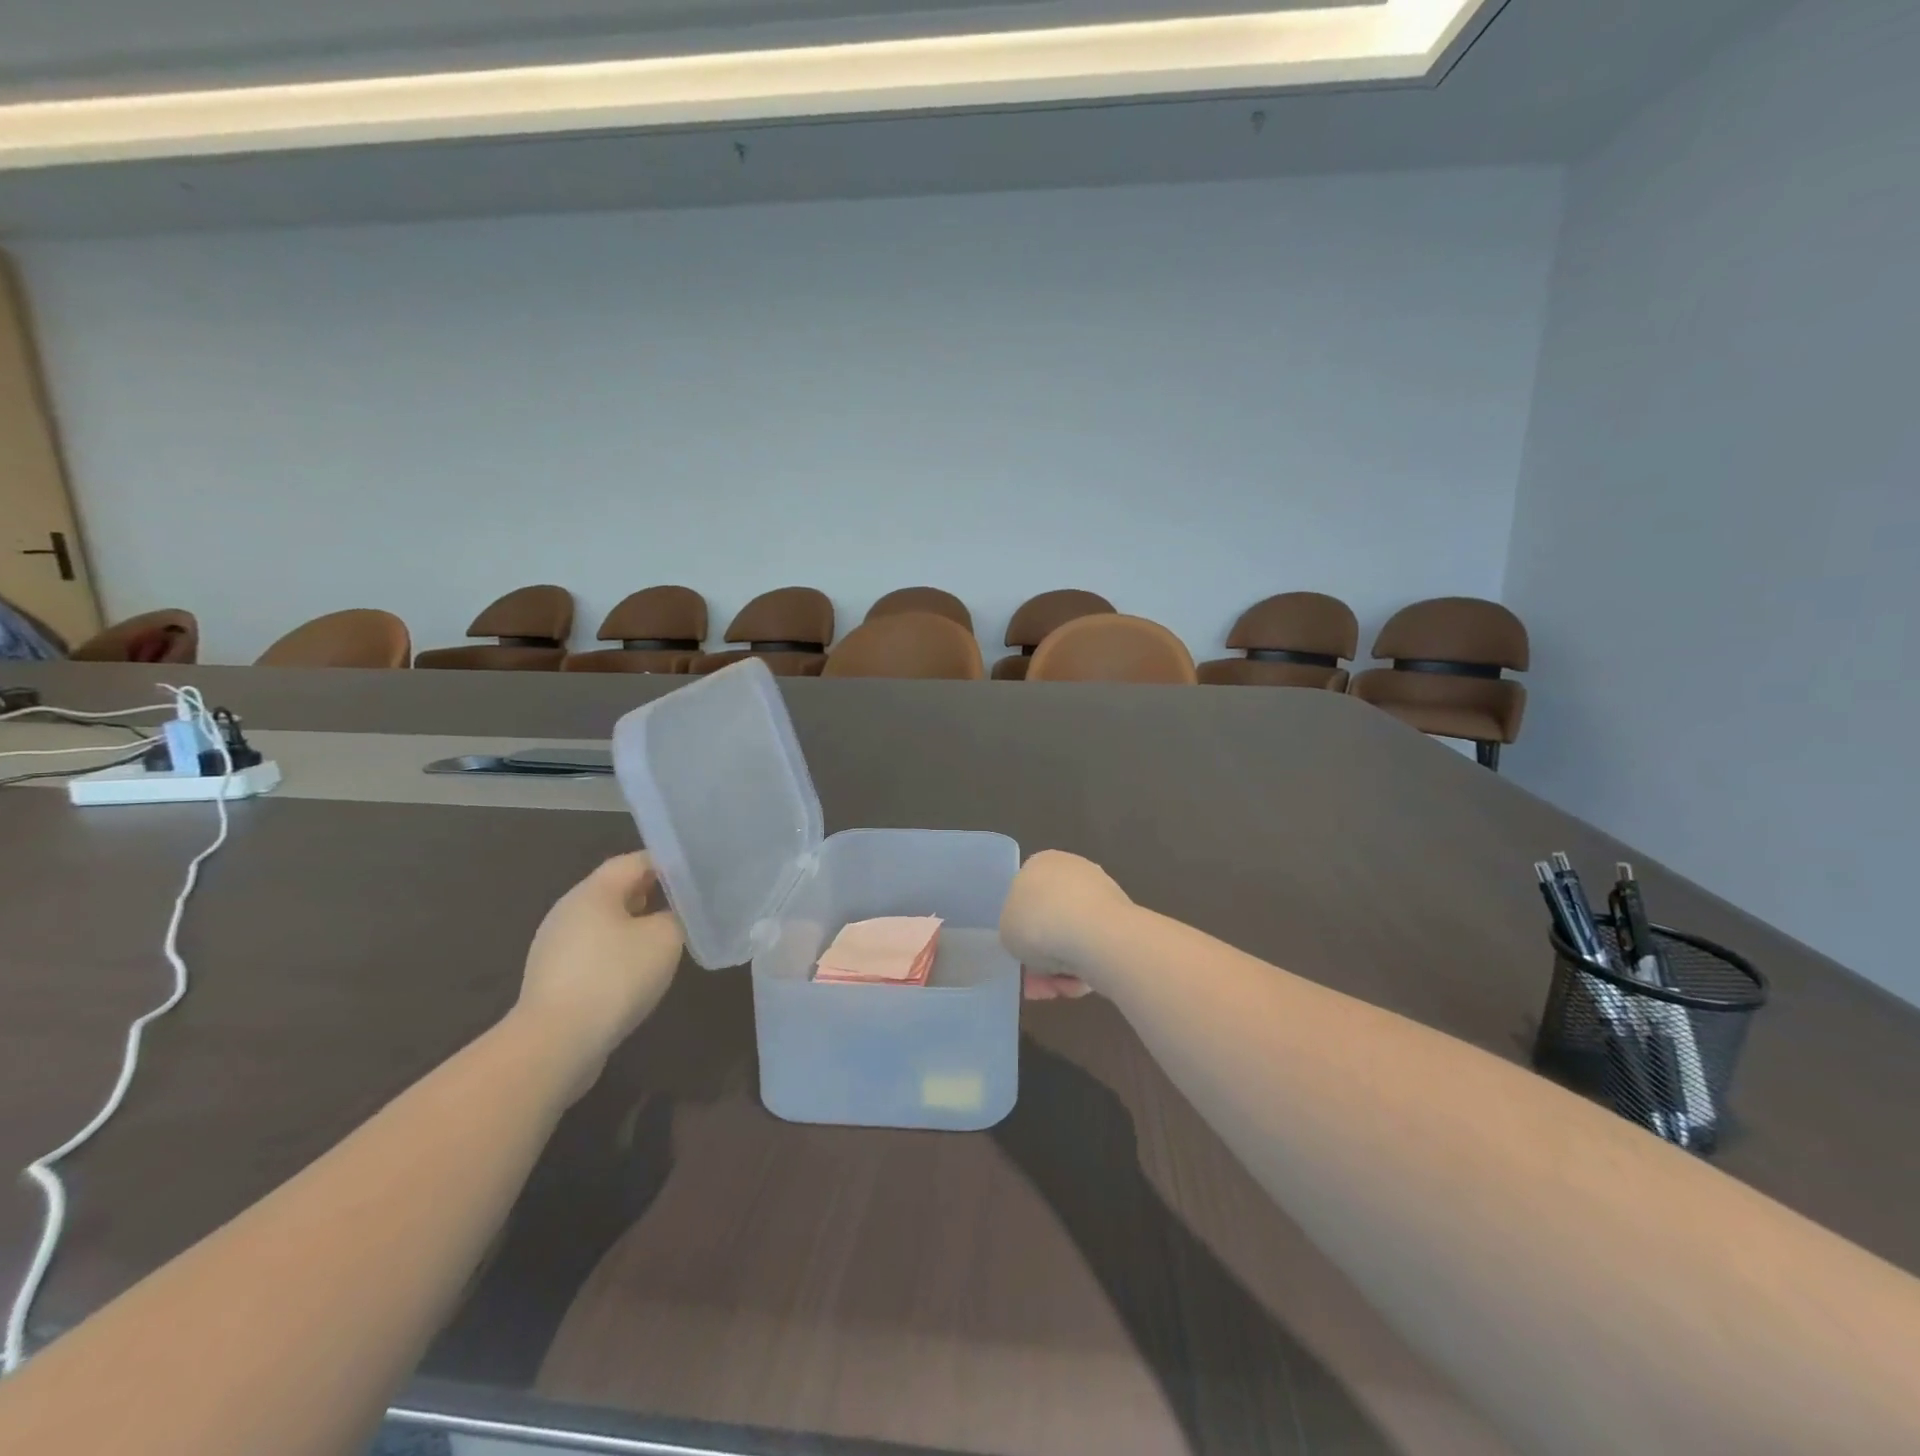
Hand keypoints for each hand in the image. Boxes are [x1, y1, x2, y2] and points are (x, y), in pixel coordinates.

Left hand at [512, 853, 684, 1096]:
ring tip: (664, 942)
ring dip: (633, 927)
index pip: (634, 861)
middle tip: (683, 905)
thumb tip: (670, 916)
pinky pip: (592, 954)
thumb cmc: (615, 977)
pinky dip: (616, 955)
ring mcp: (554, 947)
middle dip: (650, 894)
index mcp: (593, 891)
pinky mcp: (552, 980)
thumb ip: (675, 916)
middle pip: (615, 891)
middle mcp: (568, 910)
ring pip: (603, 924)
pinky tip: (636, 975)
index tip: (694, 876)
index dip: (666, 864)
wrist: (555, 1043)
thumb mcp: (665, 938)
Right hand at [1002, 850, 1132, 998]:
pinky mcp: (1122, 921)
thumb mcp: (1006, 927)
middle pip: (1050, 919)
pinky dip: (1085, 968)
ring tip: (1056, 990)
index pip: (1026, 894)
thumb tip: (1031, 939)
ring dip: (1061, 967)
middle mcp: (1073, 872)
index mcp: (1041, 863)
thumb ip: (1015, 928)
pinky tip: (1077, 986)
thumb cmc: (1038, 922)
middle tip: (1035, 982)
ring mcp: (1101, 895)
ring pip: (1072, 938)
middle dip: (1042, 954)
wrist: (1094, 935)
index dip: (1020, 928)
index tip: (1019, 952)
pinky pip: (1094, 948)